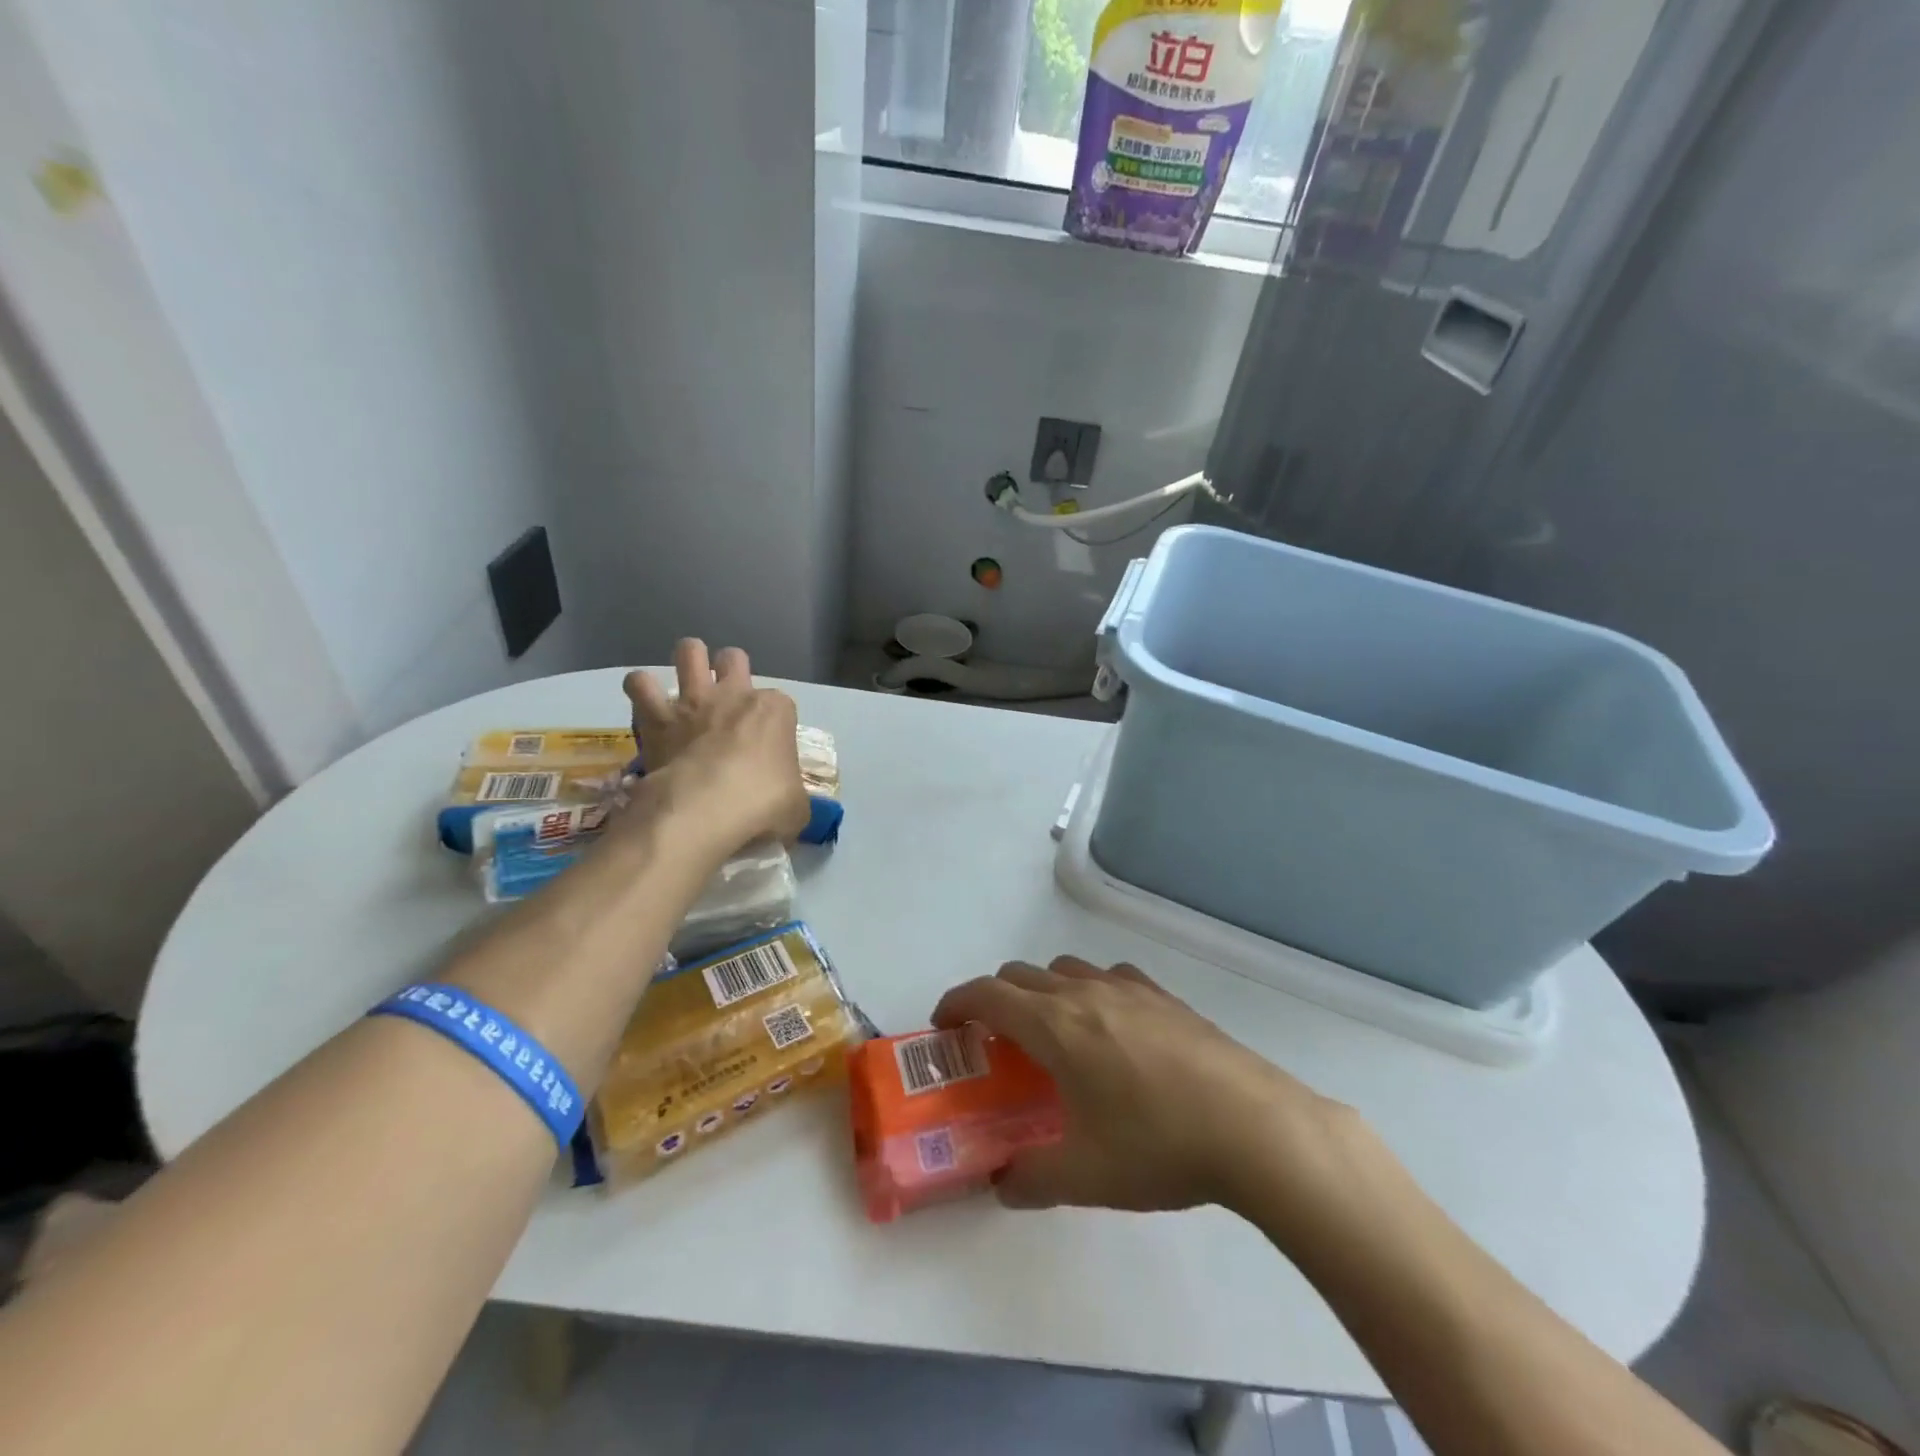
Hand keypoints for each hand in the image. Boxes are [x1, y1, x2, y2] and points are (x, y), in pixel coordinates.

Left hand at [622, 639, 809, 855]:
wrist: (705, 810)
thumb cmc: (761, 804)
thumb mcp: (796, 808)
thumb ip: (792, 798)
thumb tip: (785, 807)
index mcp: (775, 711)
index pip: (781, 703)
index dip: (774, 723)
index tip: (768, 747)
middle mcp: (735, 695)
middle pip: (734, 658)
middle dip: (729, 669)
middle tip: (726, 698)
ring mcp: (695, 701)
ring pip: (689, 652)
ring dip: (686, 663)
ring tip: (684, 684)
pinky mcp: (657, 716)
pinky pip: (640, 684)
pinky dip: (641, 690)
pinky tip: (645, 705)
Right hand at [932, 957, 1356, 1214]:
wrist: (1253, 1125)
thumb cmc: (1158, 1145)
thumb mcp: (1085, 1176)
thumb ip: (1030, 1179)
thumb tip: (1003, 1184)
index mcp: (1055, 1027)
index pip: (987, 994)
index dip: (956, 1002)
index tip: (942, 1024)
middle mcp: (1084, 994)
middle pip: (1020, 975)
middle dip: (994, 999)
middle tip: (994, 1041)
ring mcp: (1128, 989)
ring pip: (1065, 970)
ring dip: (1042, 991)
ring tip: (1053, 1035)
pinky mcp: (1164, 996)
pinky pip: (1110, 976)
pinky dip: (1089, 990)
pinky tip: (1111, 1028)